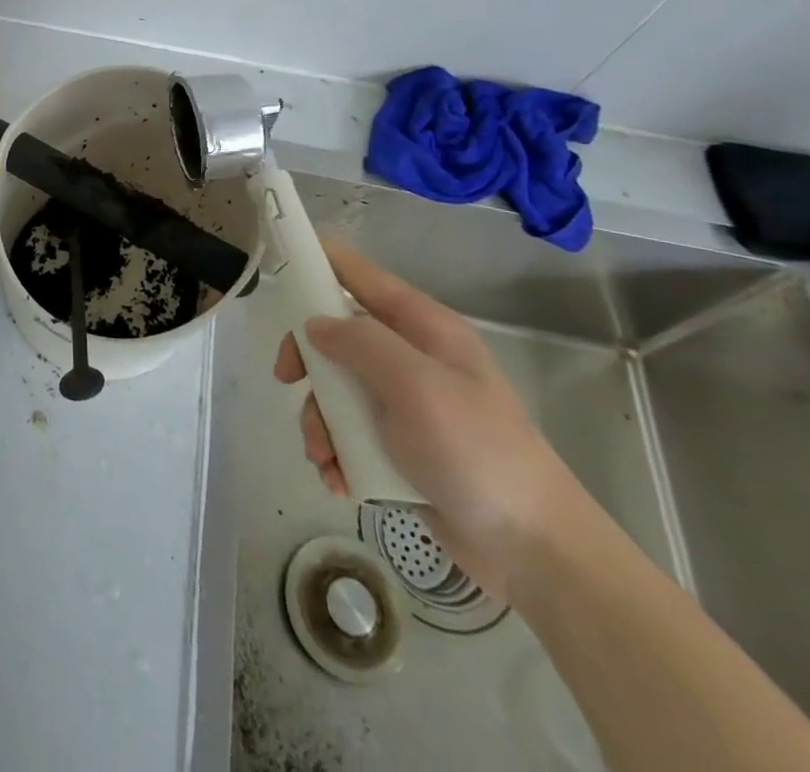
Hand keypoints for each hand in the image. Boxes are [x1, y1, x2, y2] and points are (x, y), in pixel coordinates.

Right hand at [273, 240, 587, 599]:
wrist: (533, 549)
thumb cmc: (476, 451)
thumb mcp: (416, 385)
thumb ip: (361, 343)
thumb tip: (315, 325)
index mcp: (422, 327)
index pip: (359, 273)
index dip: (318, 261)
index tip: (276, 268)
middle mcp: (410, 356)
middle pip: (336, 334)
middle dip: (308, 361)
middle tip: (288, 380)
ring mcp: (405, 402)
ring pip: (336, 388)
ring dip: (319, 420)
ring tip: (325, 456)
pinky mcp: (398, 445)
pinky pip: (348, 432)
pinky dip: (336, 453)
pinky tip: (339, 479)